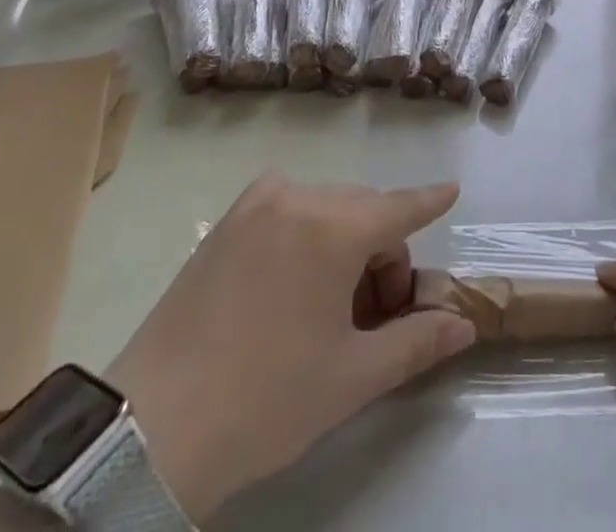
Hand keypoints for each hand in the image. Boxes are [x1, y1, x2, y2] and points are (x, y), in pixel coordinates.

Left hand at [104, 174, 475, 519]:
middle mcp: (299, 198)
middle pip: (363, 212)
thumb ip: (416, 342)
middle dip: (381, 253)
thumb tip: (462, 324)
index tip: (452, 189)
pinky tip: (292, 279)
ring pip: (325, 208)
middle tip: (376, 316)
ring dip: (344, 241)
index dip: (429, 201)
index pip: (399, 207)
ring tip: (331, 306)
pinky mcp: (226, 222)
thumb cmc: (267, 400)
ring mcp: (256, 205)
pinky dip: (305, 230)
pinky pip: (286, 208)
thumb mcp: (352, 378)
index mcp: (335, 228)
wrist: (153, 427)